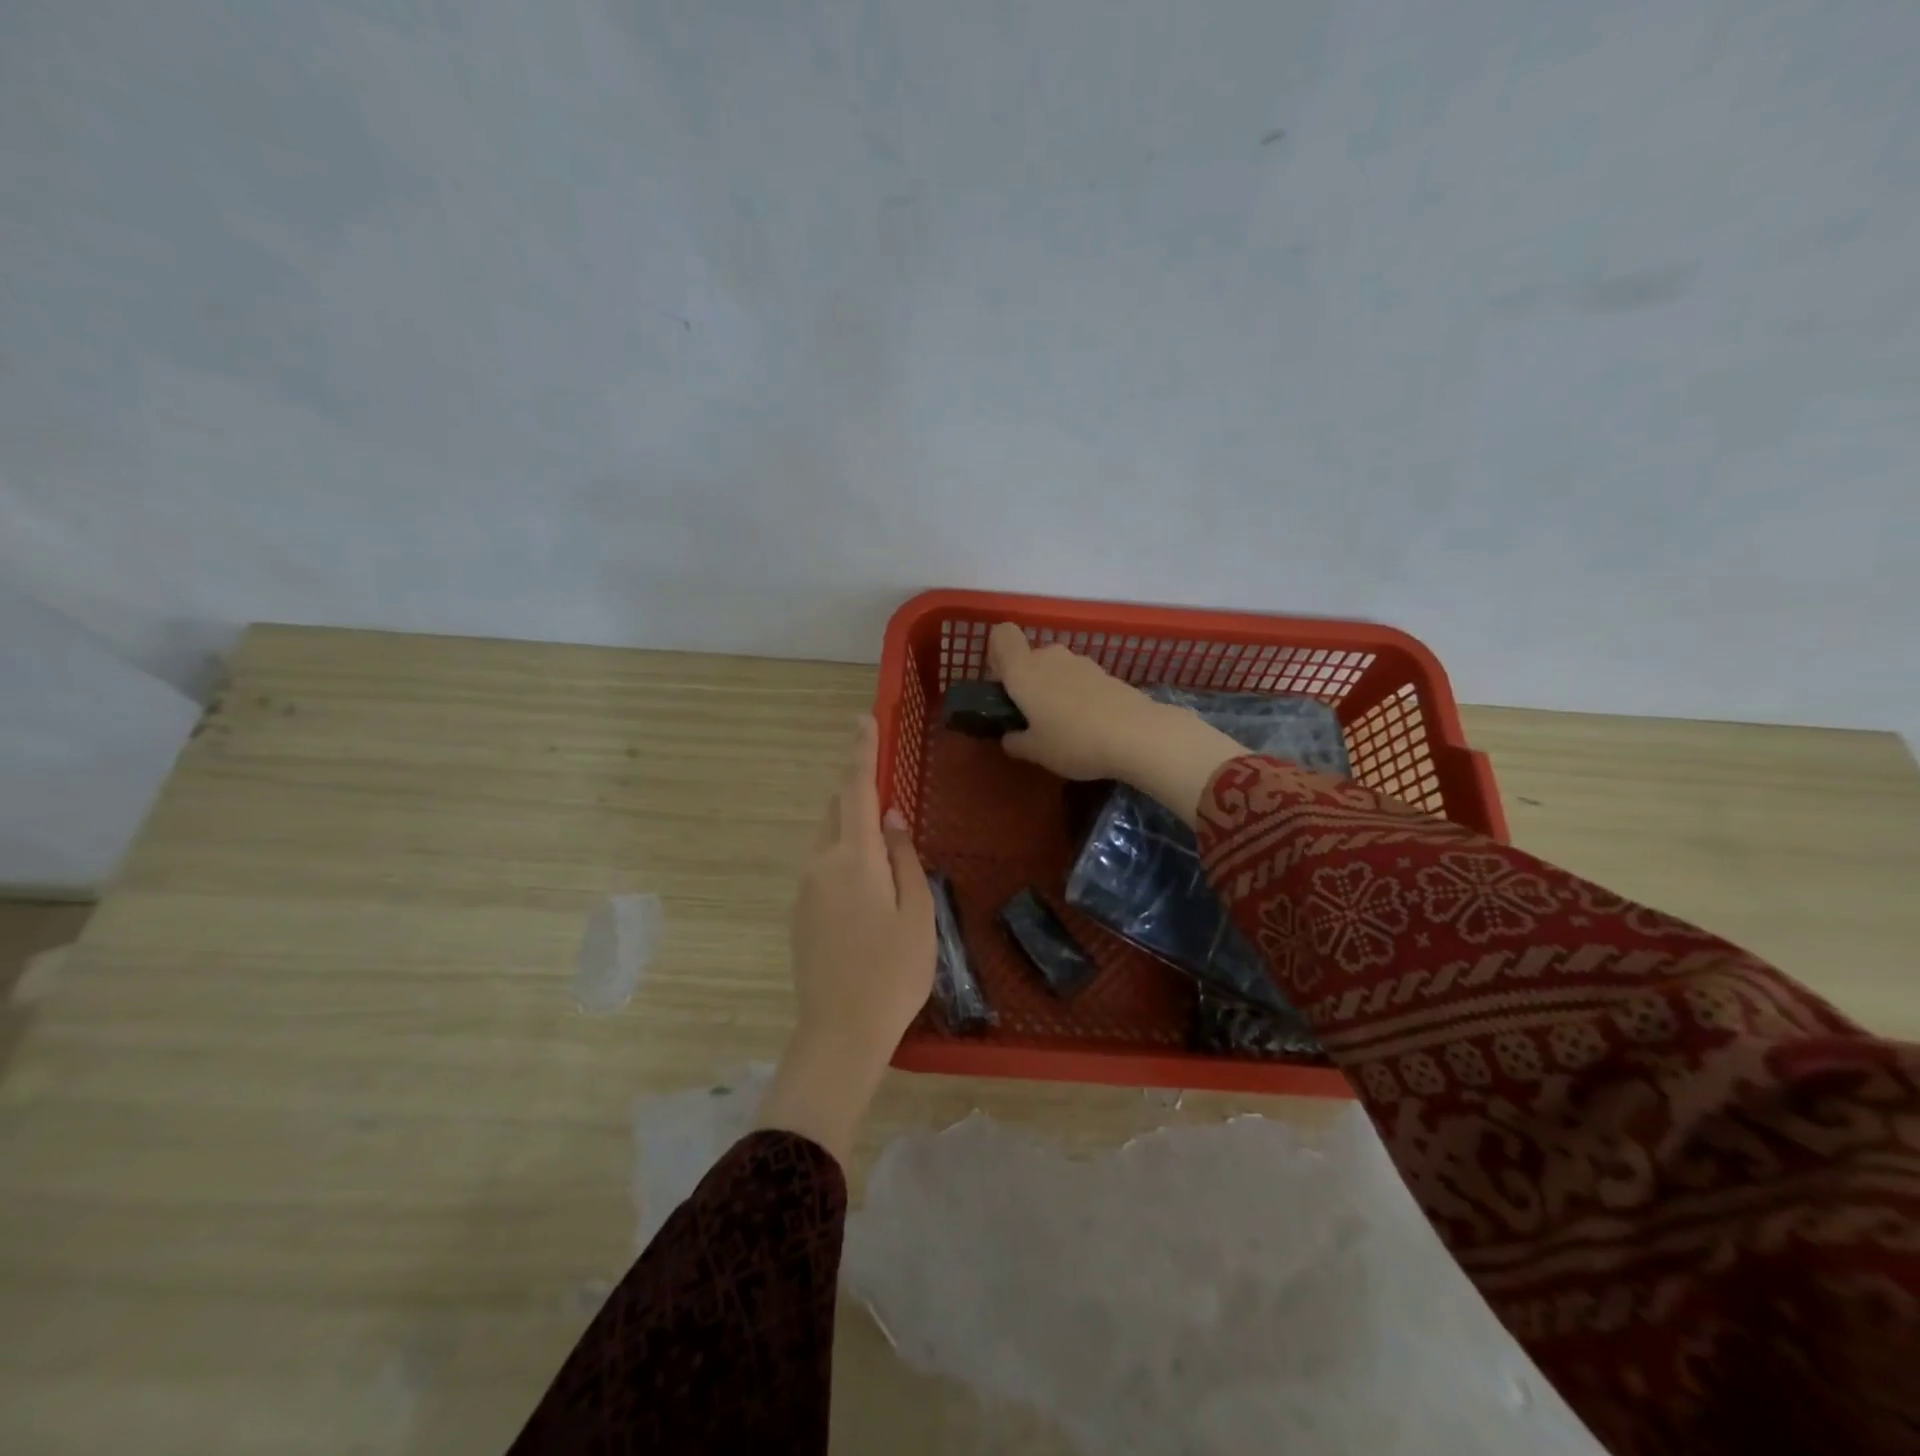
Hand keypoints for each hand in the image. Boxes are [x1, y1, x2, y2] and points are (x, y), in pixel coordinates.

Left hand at [756, 716, 935, 1163]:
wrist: (839, 1033)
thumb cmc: (893, 972)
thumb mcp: (917, 913)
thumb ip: (905, 858)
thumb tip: (893, 818)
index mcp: (854, 858)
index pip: (856, 791)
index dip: (861, 752)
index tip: (864, 719)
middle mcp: (820, 864)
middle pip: (836, 813)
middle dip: (859, 798)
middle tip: (891, 810)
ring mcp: (805, 890)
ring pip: (828, 841)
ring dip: (853, 833)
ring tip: (888, 862)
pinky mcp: (800, 913)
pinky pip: (823, 868)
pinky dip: (845, 861)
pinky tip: (868, 896)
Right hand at [987, 622, 1242, 824]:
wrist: (1137, 735)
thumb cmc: (1074, 741)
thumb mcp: (1036, 752)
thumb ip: (1016, 742)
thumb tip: (1010, 737)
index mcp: (1023, 671)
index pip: (1002, 635)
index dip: (996, 654)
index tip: (1002, 684)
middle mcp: (1050, 657)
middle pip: (1030, 657)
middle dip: (1027, 681)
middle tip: (1032, 717)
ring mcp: (1081, 663)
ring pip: (1056, 669)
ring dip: (1054, 689)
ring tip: (1063, 726)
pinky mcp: (1106, 674)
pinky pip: (1079, 679)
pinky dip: (1078, 695)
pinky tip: (1088, 724)